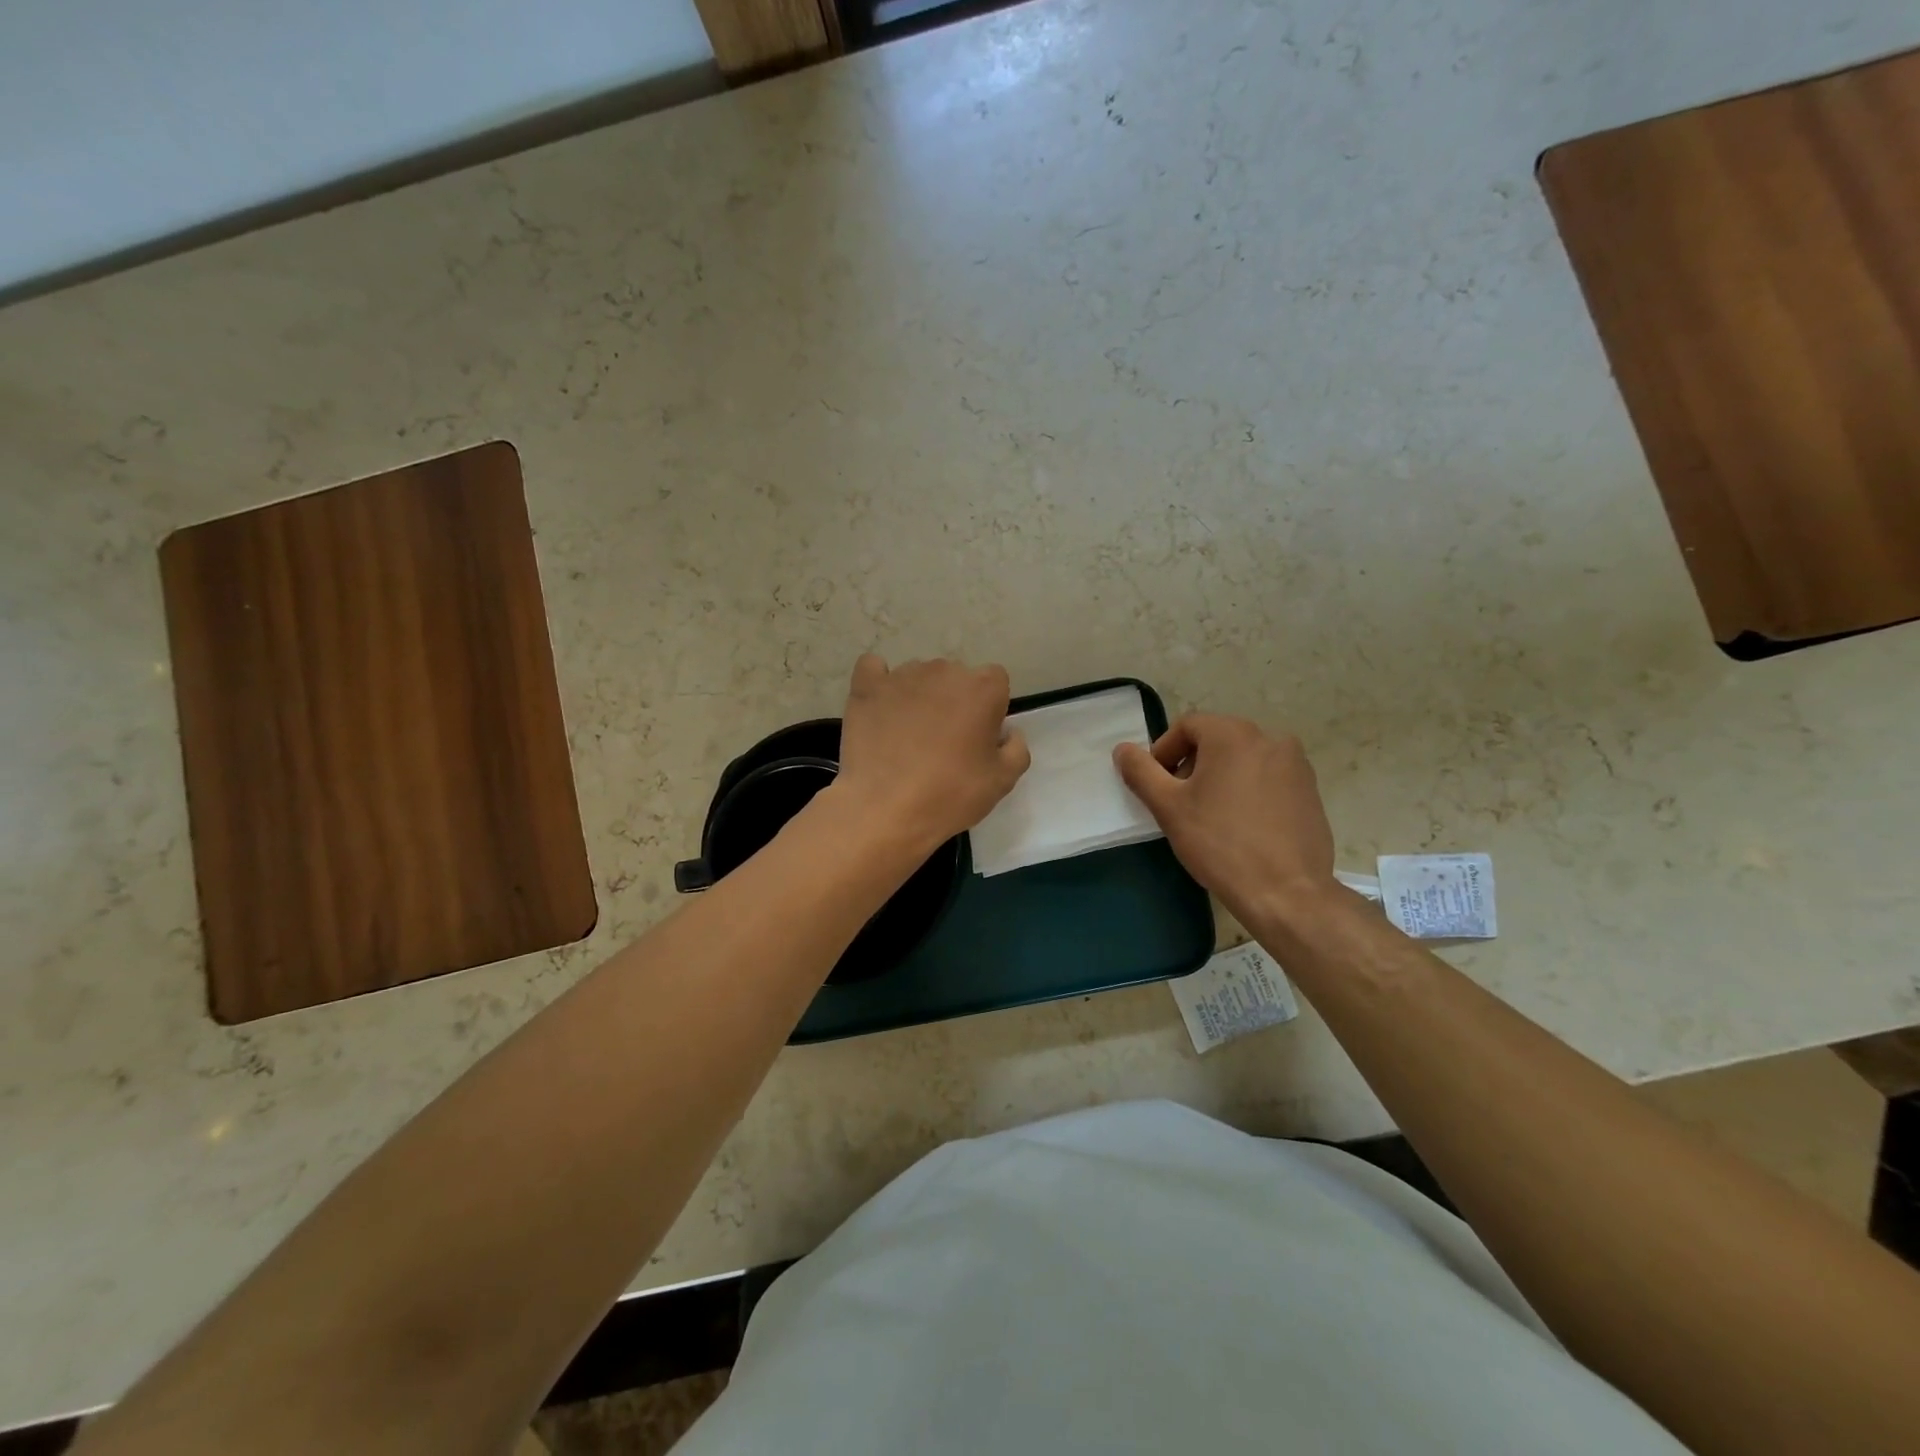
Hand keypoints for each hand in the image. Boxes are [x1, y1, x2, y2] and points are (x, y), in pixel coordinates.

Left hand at [830, 654, 1030, 851]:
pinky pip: (873, 669)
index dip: (989, 708)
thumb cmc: (950, 795)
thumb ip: (1016, 748)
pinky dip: (879, 683)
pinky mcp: (866, 686)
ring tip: (908, 736)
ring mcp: (902, 675)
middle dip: (954, 701)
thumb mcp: (1002, 781)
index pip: (995, 681)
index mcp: (983, 688)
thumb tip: (1008, 732)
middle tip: (944, 741)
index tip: (979, 736)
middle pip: (956, 677)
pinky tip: (880, 707)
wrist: (884, 809)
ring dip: (919, 696)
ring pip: (918, 676)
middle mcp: (944, 671)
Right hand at [1114, 713, 1339, 927]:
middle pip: (1217, 740)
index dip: (1164, 751)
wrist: (1286, 893)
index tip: (1158, 786)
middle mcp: (1270, 739)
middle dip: (1192, 765)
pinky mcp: (1311, 792)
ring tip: (1211, 816)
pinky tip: (1242, 827)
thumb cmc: (1220, 843)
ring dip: (1220, 778)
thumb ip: (1141, 772)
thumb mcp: (1168, 807)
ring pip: (1244, 760)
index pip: (1188, 726)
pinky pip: (1268, 779)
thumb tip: (1123, 750)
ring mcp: (1296, 765)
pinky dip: (1249, 791)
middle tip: (1180, 803)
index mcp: (1234, 734)